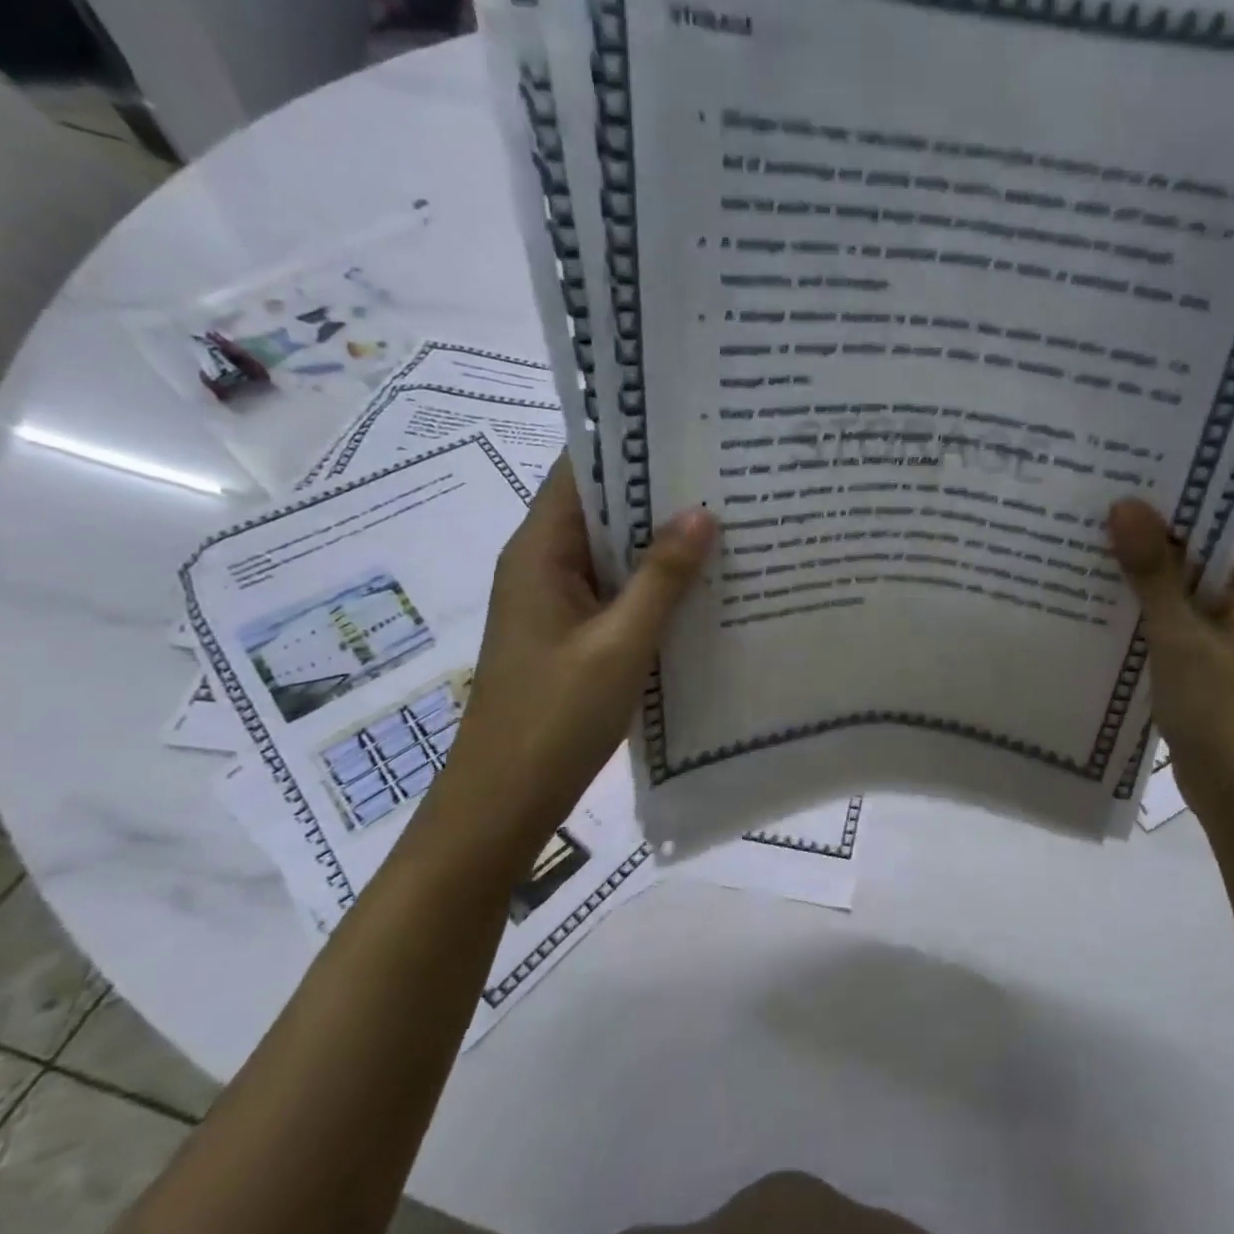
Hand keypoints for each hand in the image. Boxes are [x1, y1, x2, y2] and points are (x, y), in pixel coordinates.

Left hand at [437, 460, 715, 843]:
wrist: (503, 803)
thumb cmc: (554, 718)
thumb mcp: (619, 643)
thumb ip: (662, 577)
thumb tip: (702, 513)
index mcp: (539, 552)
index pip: (580, 472)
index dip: (630, 445)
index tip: (690, 430)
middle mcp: (544, 566)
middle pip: (602, 509)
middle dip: (659, 492)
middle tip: (728, 474)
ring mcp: (559, 603)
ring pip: (615, 553)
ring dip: (662, 539)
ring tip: (730, 519)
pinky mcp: (575, 634)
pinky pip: (619, 591)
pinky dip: (656, 581)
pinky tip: (706, 582)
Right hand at [1107, 499, 1233, 834]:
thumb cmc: (1222, 713)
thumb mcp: (1181, 637)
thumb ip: (1153, 572)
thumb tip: (1125, 503)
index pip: (1210, 521)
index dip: (1164, 500)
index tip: (1112, 480)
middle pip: (1188, 553)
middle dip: (1140, 537)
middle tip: (1081, 509)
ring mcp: (1223, 631)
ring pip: (1173, 588)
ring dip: (1133, 576)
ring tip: (1074, 546)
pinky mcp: (1201, 660)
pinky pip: (1166, 621)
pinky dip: (1136, 612)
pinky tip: (1089, 601)